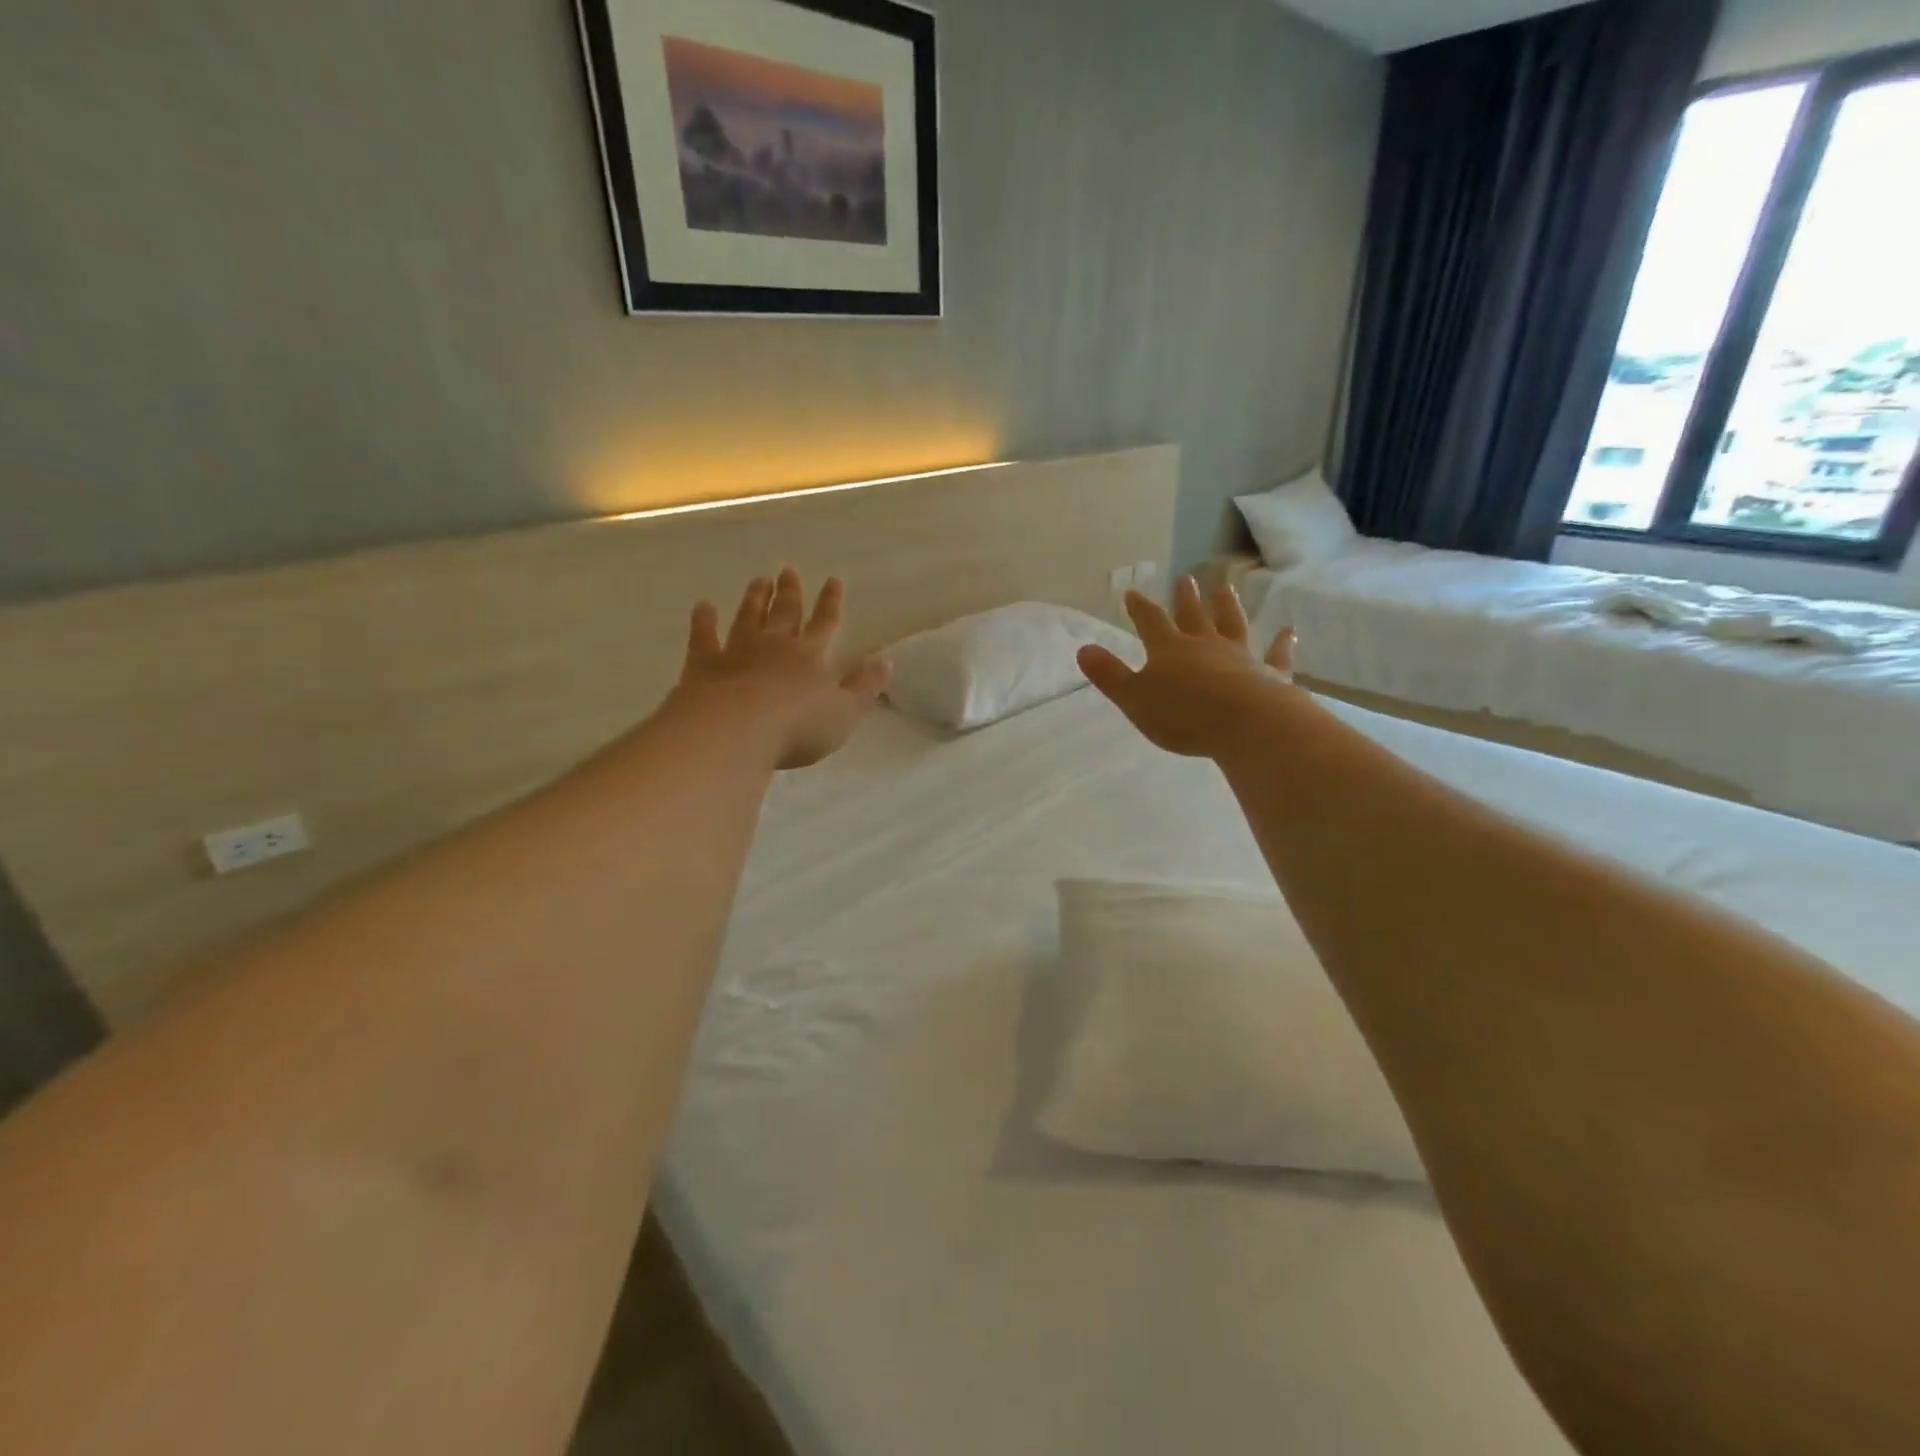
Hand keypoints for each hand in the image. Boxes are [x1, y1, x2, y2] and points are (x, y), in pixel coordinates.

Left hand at [673, 569, 891, 769]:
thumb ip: (865, 687)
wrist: (737, 730)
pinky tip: (702, 606)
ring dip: (755, 599)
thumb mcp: (845, 713)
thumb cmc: (799, 726)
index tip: (833, 580)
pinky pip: (705, 636)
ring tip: (759, 580)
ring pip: (748, 617)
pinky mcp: (705, 664)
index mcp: (811, 655)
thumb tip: (886, 661)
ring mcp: (738, 651)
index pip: (825, 623)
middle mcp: (775, 644)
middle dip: (789, 592)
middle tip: (788, 570)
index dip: (831, 603)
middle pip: (785, 613)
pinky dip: (703, 620)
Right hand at [1077, 576, 1297, 758]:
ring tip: (1226, 587)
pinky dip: (1282, 643)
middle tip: (1185, 578)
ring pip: (1232, 625)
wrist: (1245, 725)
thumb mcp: (1133, 698)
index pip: (1150, 621)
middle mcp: (1205, 645)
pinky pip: (1276, 655)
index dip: (1140, 607)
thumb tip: (1083, 648)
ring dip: (1228, 606)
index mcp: (1169, 649)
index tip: (1133, 591)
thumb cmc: (1183, 715)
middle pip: (1193, 616)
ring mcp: (1240, 656)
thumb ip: (1109, 675)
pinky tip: (1289, 632)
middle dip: (1186, 598)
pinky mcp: (1269, 674)